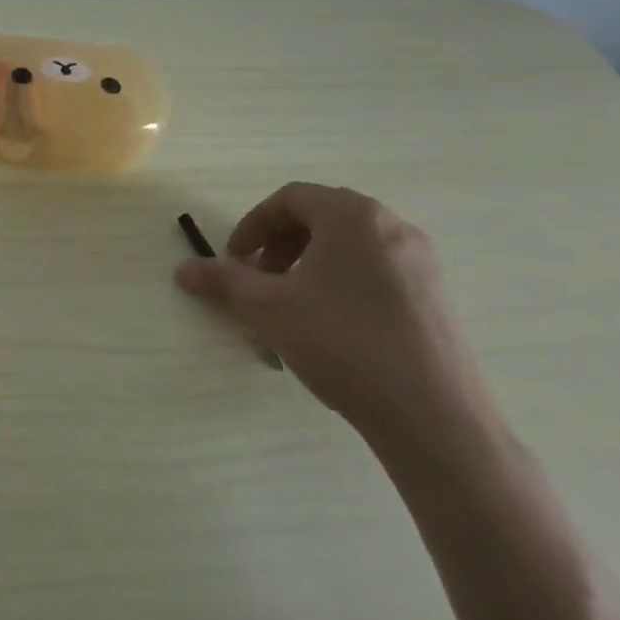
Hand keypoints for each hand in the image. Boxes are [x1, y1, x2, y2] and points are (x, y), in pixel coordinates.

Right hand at [174, 183, 491, 446]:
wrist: (435, 420)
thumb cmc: (344, 345)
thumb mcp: (269, 310)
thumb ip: (223, 282)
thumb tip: (182, 270)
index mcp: (353, 215)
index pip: (290, 199)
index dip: (253, 226)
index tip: (235, 261)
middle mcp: (391, 225)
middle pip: (320, 220)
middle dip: (279, 248)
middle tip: (261, 284)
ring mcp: (421, 261)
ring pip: (347, 248)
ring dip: (308, 268)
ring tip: (293, 311)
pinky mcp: (437, 297)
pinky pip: (375, 272)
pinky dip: (342, 285)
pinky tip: (333, 331)